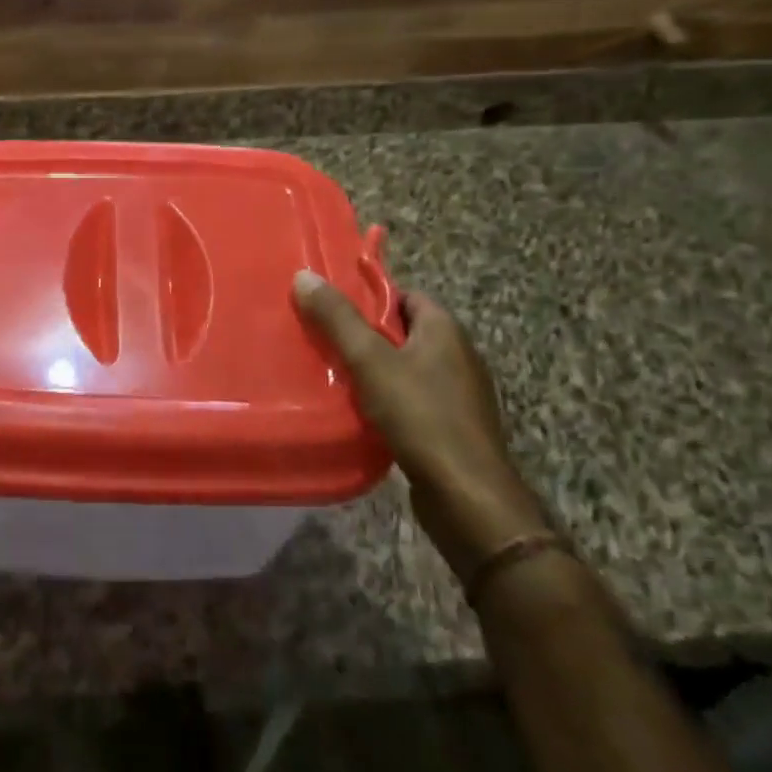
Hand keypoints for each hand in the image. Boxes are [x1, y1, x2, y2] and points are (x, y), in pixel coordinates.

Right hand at [293, 273, 547, 581]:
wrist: (467, 496)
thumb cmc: (421, 416)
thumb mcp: (370, 361)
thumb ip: (337, 319)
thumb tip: (304, 275)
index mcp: (445, 330)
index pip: (405, 296)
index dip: (369, 297)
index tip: (331, 305)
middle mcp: (458, 356)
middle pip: (402, 332)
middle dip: (364, 334)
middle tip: (322, 338)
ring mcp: (458, 394)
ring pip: (405, 368)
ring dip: (373, 370)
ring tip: (331, 373)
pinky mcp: (452, 427)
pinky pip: (412, 399)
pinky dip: (386, 399)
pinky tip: (358, 411)